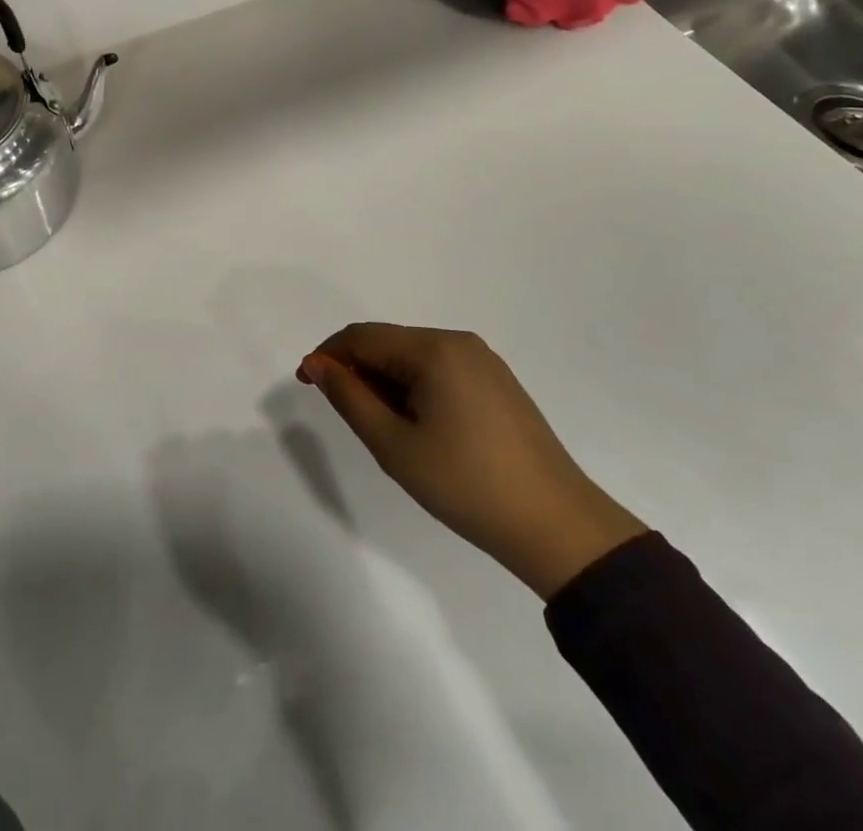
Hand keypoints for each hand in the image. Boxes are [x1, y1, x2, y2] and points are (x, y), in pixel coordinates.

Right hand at [298, 324, 646, 598]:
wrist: (556, 526)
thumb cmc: (466, 484)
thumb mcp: (393, 445)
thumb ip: (349, 397)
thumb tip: (319, 364)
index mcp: (434, 349)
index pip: (363, 337)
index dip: (328, 354)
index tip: (305, 383)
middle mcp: (459, 342)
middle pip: (389, 343)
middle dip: (358, 369)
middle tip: (346, 414)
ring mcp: (483, 362)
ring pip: (414, 357)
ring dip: (386, 381)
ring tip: (382, 427)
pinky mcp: (497, 383)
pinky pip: (440, 371)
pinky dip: (414, 388)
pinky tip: (417, 425)